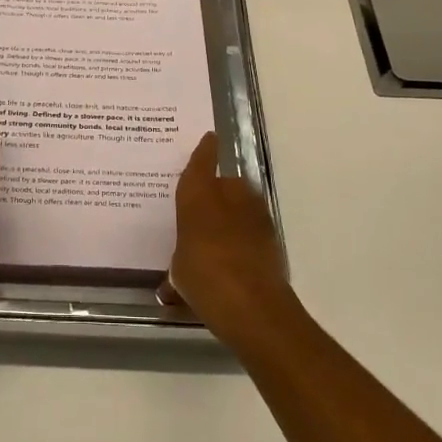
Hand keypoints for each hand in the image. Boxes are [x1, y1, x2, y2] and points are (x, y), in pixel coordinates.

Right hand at [161, 132, 292, 347]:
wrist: (252, 303)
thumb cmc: (203, 277)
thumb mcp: (178, 271)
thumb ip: (179, 263)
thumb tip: (168, 287)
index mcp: (197, 195)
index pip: (200, 161)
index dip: (205, 150)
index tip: (210, 138)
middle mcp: (227, 194)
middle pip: (224, 182)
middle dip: (217, 191)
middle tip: (205, 209)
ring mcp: (254, 212)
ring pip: (242, 201)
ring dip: (234, 212)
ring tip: (222, 233)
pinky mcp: (272, 233)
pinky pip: (253, 223)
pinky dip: (246, 232)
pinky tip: (237, 252)